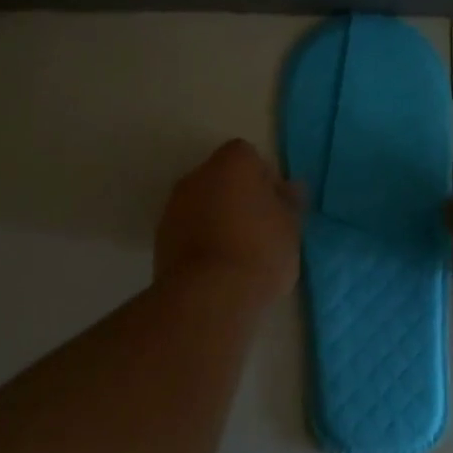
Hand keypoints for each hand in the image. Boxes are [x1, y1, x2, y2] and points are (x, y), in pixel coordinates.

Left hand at [155, 139, 302, 304]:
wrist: (208, 296)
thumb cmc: (260, 253)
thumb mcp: (290, 229)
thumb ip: (289, 204)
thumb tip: (288, 189)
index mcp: (232, 165)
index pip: (248, 156)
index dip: (263, 178)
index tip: (276, 206)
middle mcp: (198, 176)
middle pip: (221, 177)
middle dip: (239, 196)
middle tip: (260, 228)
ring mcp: (174, 206)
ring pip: (203, 203)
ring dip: (218, 218)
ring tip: (239, 252)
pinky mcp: (161, 237)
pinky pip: (188, 228)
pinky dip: (201, 238)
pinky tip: (218, 266)